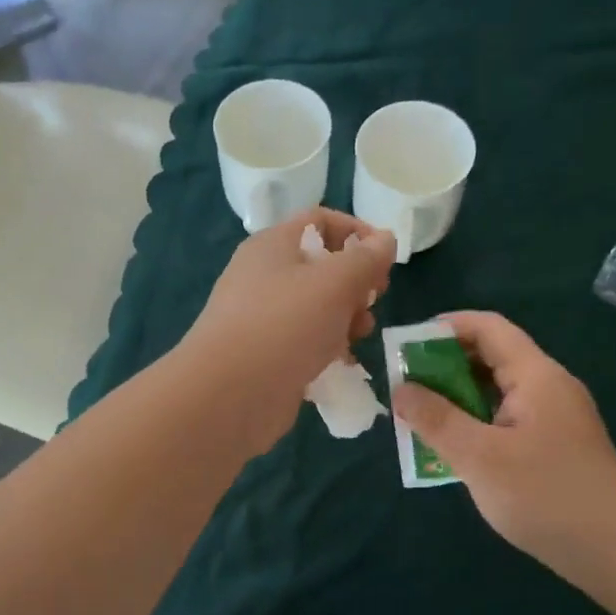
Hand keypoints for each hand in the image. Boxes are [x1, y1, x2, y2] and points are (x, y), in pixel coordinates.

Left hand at [179, 209, 395, 453]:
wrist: (229, 394)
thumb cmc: (284, 325)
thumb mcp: (335, 282)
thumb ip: (366, 259)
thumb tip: (386, 239)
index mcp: (273, 245)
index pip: (319, 221)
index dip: (357, 231)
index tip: (385, 258)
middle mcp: (264, 276)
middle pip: (322, 267)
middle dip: (356, 283)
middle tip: (373, 301)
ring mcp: (263, 318)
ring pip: (318, 308)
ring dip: (346, 319)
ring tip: (358, 337)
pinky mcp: (267, 355)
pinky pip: (306, 342)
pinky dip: (328, 349)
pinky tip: (343, 365)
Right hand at [390, 311, 615, 586]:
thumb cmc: (546, 497)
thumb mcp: (480, 457)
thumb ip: (436, 419)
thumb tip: (401, 389)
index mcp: (536, 376)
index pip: (488, 328)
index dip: (445, 327)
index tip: (405, 346)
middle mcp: (548, 387)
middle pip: (492, 357)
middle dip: (445, 366)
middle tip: (405, 388)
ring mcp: (555, 418)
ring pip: (498, 392)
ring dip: (458, 399)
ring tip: (420, 418)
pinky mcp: (556, 446)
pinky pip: (508, 420)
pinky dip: (477, 424)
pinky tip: (455, 449)